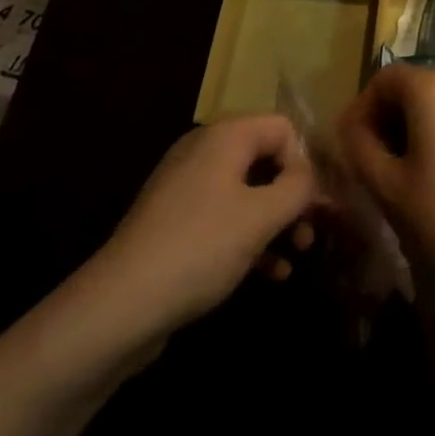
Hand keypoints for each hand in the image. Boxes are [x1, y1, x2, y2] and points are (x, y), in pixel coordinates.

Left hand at [78, 116, 316, 348]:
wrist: (118, 307)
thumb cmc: (199, 248)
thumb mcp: (260, 217)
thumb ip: (298, 189)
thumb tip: (312, 177)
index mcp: (226, 136)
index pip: (283, 128)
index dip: (305, 163)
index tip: (316, 205)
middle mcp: (205, 150)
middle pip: (265, 159)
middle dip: (292, 196)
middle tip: (309, 234)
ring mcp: (187, 187)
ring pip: (247, 192)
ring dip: (275, 221)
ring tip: (295, 257)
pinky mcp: (175, 223)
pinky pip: (224, 217)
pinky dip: (249, 238)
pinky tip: (270, 274)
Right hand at [336, 65, 434, 329]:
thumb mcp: (391, 188)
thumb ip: (360, 149)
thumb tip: (348, 129)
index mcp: (434, 86)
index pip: (384, 79)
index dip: (361, 110)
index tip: (349, 148)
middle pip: (411, 87)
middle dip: (386, 119)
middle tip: (370, 164)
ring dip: (412, 128)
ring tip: (399, 174)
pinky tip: (434, 176)